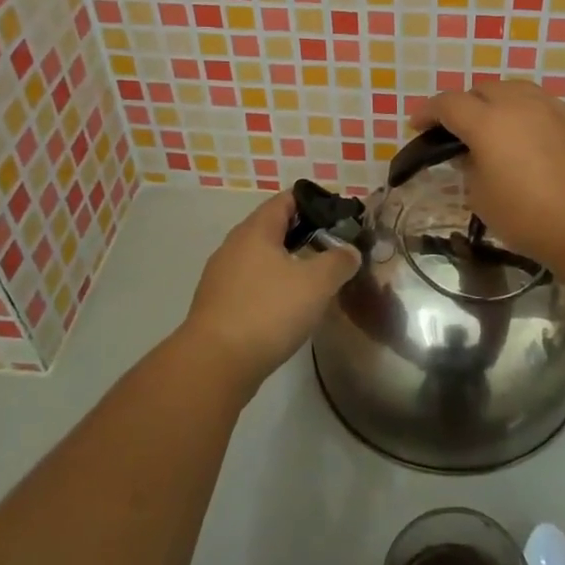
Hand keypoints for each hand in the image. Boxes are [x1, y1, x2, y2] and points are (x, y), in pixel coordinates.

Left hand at [180, 192, 359, 395]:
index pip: (286, 199)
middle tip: (333, 247)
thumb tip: (350, 251)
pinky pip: (251, 283)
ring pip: (261, 257)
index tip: (339, 215)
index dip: (314, 201)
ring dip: (287, 262)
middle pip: (273, 227)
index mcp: (256, 230)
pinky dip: (272, 286)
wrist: (214, 364)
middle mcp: (234, 245)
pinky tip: (288, 306)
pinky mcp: (218, 304)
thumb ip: (339, 261)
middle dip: (304, 233)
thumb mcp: (316, 284)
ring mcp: (221, 276)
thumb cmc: (268, 312)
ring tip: (315, 278)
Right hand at [413, 80, 564, 272]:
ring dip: (493, 102)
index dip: (428, 112)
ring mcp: (549, 109)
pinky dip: (520, 111)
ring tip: (487, 126)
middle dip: (462, 105)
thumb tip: (472, 155)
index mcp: (487, 120)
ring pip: (512, 90)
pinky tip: (520, 134)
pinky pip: (536, 103)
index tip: (416, 125)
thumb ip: (470, 168)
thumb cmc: (529, 216)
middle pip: (481, 90)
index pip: (448, 104)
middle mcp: (518, 104)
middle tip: (452, 129)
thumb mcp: (482, 198)